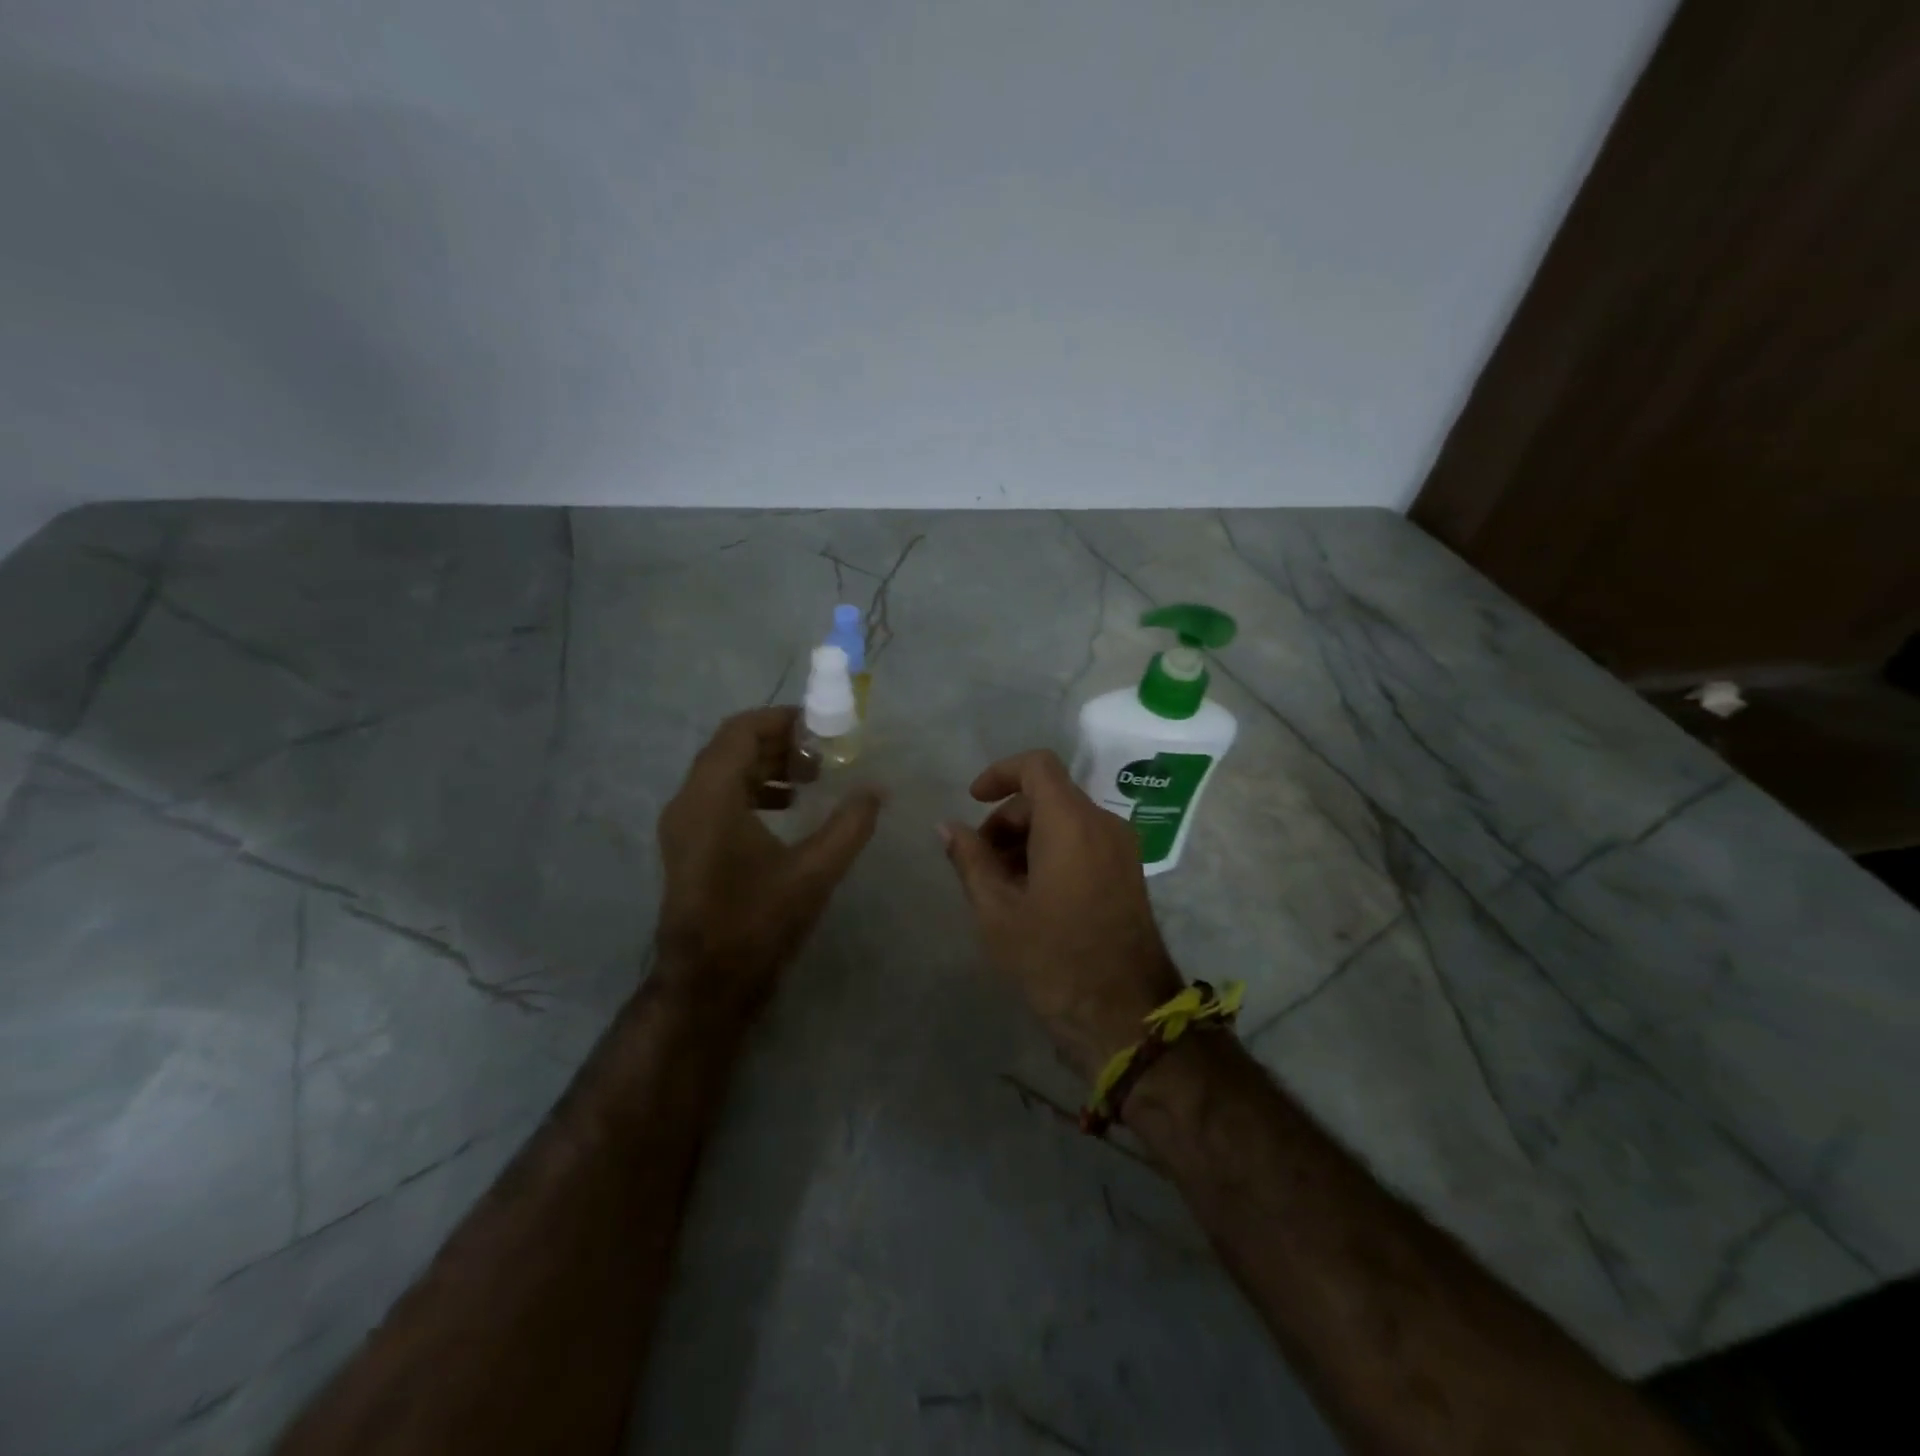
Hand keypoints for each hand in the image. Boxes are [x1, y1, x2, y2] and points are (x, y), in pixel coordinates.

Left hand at [655, 707, 882, 1020]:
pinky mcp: (686, 844)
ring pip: (723, 771)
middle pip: (731, 747)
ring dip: (765, 765)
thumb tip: (877, 790)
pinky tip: (786, 809)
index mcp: (712, 797)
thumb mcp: (815, 872)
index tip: (820, 726)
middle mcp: (688, 801)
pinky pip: (717, 796)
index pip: (741, 731)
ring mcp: (682, 824)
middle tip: (822, 752)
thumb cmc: (758, 922)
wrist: (706, 983)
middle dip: (778, 742)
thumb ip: (850, 825)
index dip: (781, 720)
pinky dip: (751, 789)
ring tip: (810, 778)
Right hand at [940, 749, 1181, 1077]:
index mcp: (1071, 823)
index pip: (1037, 766)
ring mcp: (1122, 849)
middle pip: (1047, 797)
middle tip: (979, 865)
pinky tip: (1031, 897)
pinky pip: (1084, 842)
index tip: (973, 801)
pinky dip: (1052, 852)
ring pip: (1065, 821)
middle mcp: (1103, 824)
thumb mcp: (997, 910)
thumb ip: (969, 859)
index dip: (1000, 773)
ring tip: (1002, 888)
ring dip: (1027, 840)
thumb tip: (947, 826)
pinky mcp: (1128, 873)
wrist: (1124, 1014)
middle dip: (1006, 820)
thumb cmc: (1052, 958)